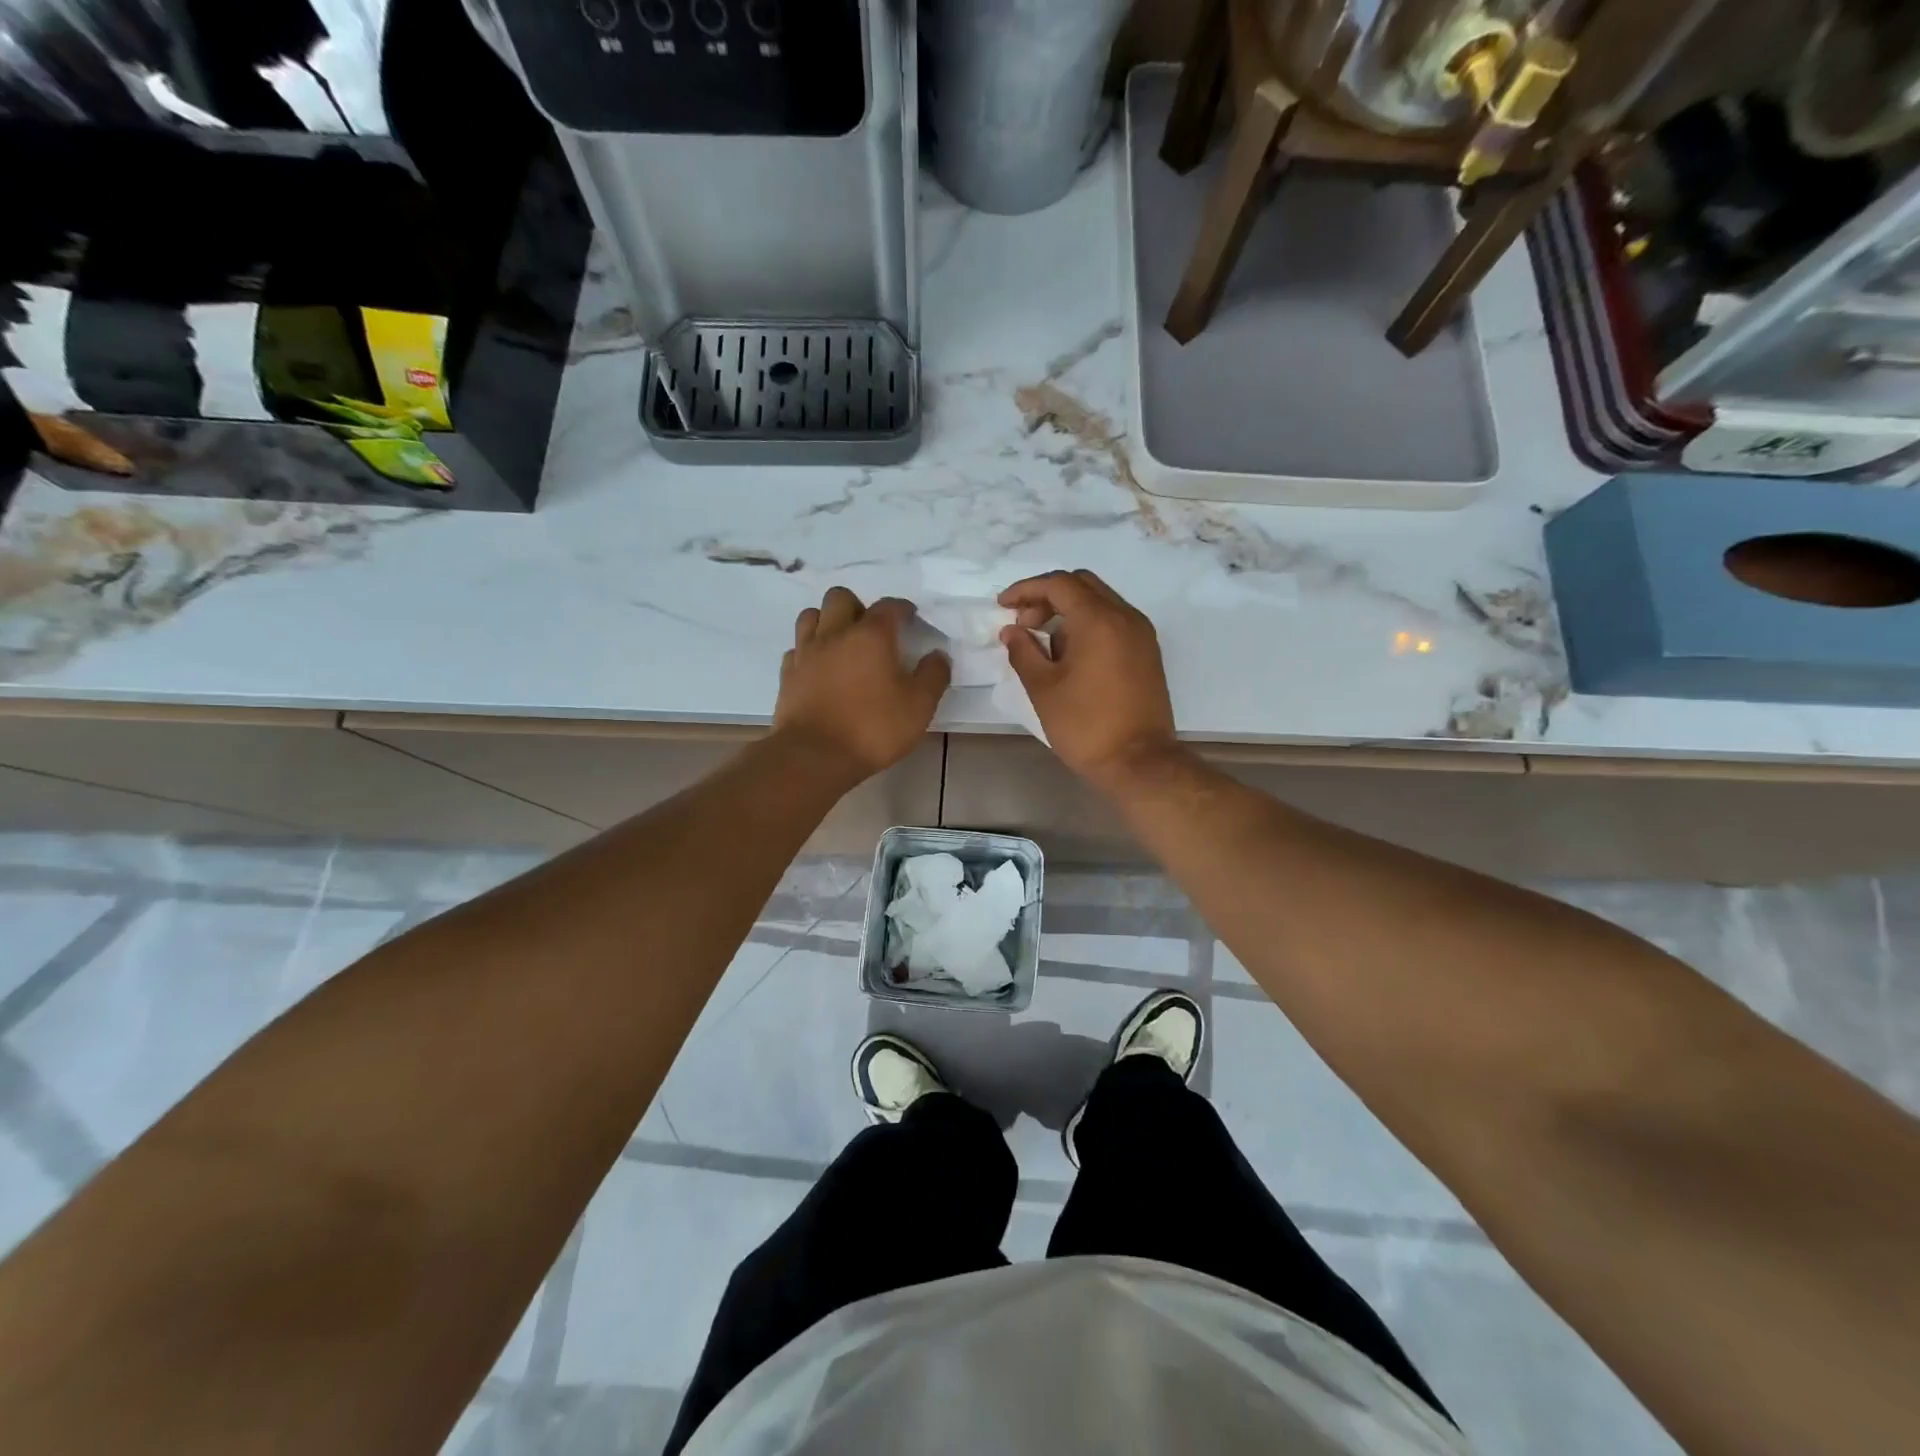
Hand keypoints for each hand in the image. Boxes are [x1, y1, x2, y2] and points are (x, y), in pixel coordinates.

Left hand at [775, 587, 950, 779]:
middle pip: (840, 597)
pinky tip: (820, 667)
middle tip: (872, 630)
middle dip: (858, 606)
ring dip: (828, 621)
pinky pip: (797, 648)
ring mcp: (806, 653)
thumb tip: (938, 655)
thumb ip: (933, 676)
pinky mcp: (787, 675)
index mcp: (871, 635)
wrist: (814, 756)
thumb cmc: (873, 728)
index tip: (911, 618)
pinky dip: (809, 650)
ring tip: (842, 642)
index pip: (889, 606)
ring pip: (811, 616)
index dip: (902, 608)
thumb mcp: (919, 706)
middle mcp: (835, 634)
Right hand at [999, 569, 1179, 788]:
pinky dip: (1088, 625)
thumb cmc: (1086, 726)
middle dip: (1047, 597)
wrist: (1140, 762)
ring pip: (1100, 602)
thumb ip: (1023, 651)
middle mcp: (1125, 616)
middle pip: (1082, 585)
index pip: (1058, 584)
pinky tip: (1070, 656)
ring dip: (1068, 611)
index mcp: (1099, 620)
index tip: (1002, 606)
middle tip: (1023, 623)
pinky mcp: (1147, 653)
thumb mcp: (1044, 688)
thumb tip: (1012, 631)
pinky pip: (1114, 622)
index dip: (1025, 589)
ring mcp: (1141, 634)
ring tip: (1044, 645)